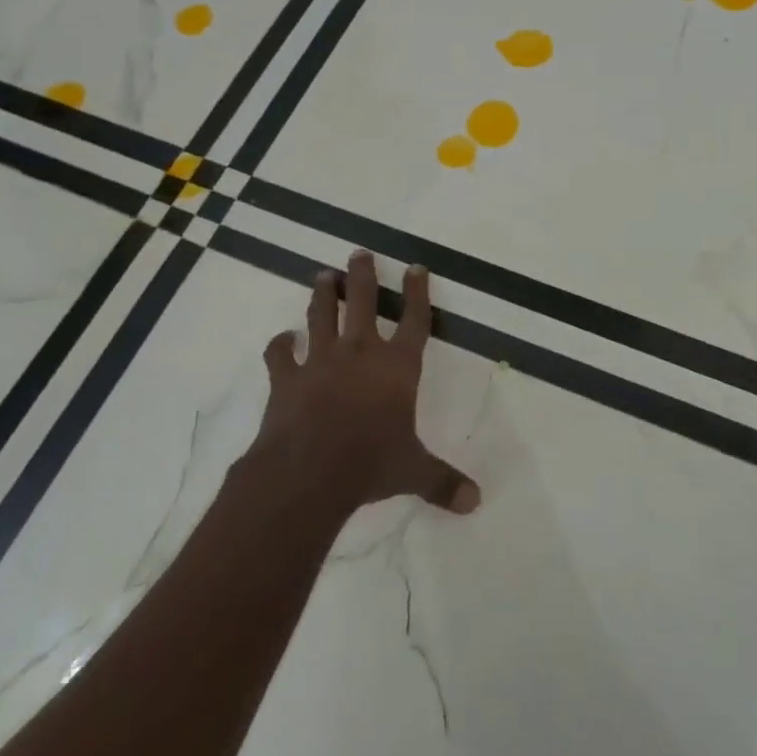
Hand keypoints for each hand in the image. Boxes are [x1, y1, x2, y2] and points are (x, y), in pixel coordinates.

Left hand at [258, 250, 480, 514]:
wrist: (309, 471)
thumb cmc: (370, 463)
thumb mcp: (414, 471)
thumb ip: (443, 482)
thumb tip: (476, 502)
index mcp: (397, 366)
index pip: (414, 320)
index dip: (417, 293)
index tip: (416, 267)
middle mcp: (360, 352)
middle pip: (362, 302)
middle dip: (362, 276)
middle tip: (359, 253)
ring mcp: (320, 361)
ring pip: (321, 316)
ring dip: (322, 295)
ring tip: (322, 276)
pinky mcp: (286, 379)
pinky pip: (280, 355)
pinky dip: (280, 345)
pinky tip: (282, 339)